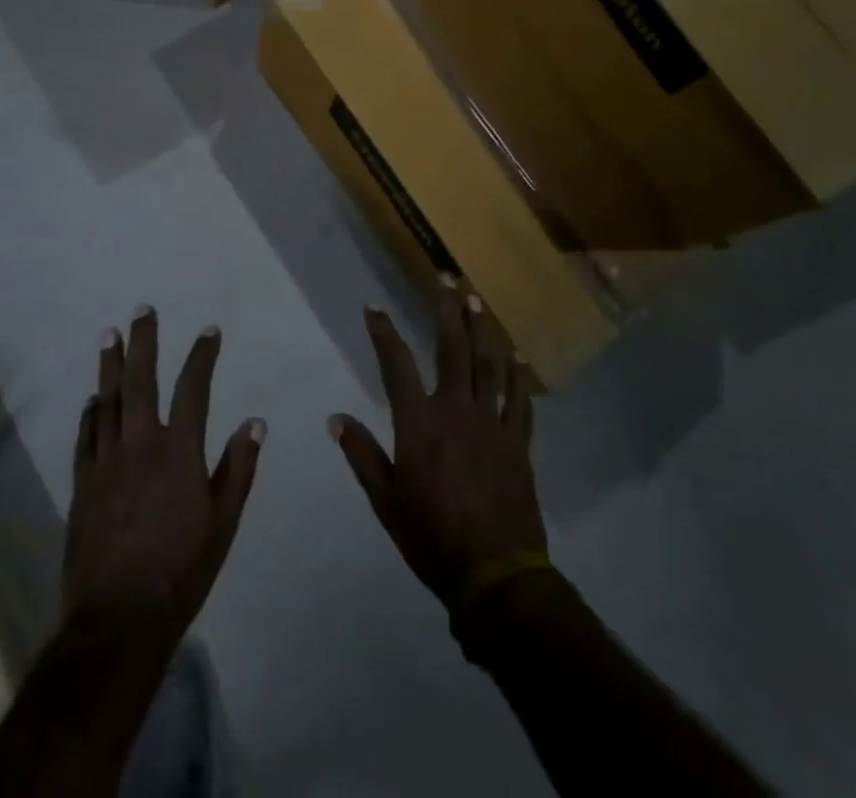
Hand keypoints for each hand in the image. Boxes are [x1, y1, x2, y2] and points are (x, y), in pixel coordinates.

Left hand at [64, 306, 264, 646]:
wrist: (118, 617)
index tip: (209, 331)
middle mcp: (140, 444)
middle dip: (143, 342)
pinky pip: (86, 436)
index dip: (202, 356)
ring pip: (107, 401)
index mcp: (178, 451)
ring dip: (109, 366)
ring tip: (109, 335)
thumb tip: (254, 422)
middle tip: (142, 310)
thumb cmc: (181, 569)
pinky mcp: (82, 484)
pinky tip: (92, 399)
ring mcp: (106, 462)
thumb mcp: (223, 522)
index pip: (193, 388)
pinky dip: (90, 413)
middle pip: (140, 380)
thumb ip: (238, 468)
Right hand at [330, 282, 544, 609]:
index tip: (373, 307)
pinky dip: (518, 379)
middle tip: (445, 281)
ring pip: (486, 366)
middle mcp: (456, 411)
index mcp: (419, 424)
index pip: (396, 365)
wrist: (495, 575)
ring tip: (476, 303)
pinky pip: (519, 402)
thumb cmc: (432, 538)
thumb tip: (336, 418)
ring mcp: (491, 425)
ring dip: (480, 332)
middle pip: (451, 350)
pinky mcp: (517, 444)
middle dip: (446, 312)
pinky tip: (517, 360)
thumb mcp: (385, 502)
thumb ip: (362, 455)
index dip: (383, 332)